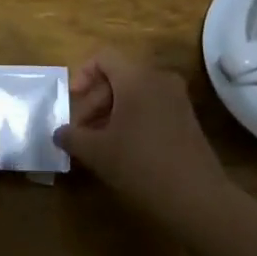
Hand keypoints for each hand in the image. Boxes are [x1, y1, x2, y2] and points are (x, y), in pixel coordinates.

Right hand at [54, 51, 228, 229]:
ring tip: (99, 142)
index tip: (73, 101)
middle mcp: (158, 79)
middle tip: (82, 130)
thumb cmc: (141, 165)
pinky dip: (133, 118)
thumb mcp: (97, 152)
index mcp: (136, 77)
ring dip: (112, 111)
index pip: (103, 57)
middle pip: (118, 76)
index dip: (82, 75)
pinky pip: (152, 106)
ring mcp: (177, 98)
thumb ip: (72, 137)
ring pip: (135, 92)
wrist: (197, 198)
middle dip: (95, 100)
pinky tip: (124, 149)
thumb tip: (59, 133)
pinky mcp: (187, 118)